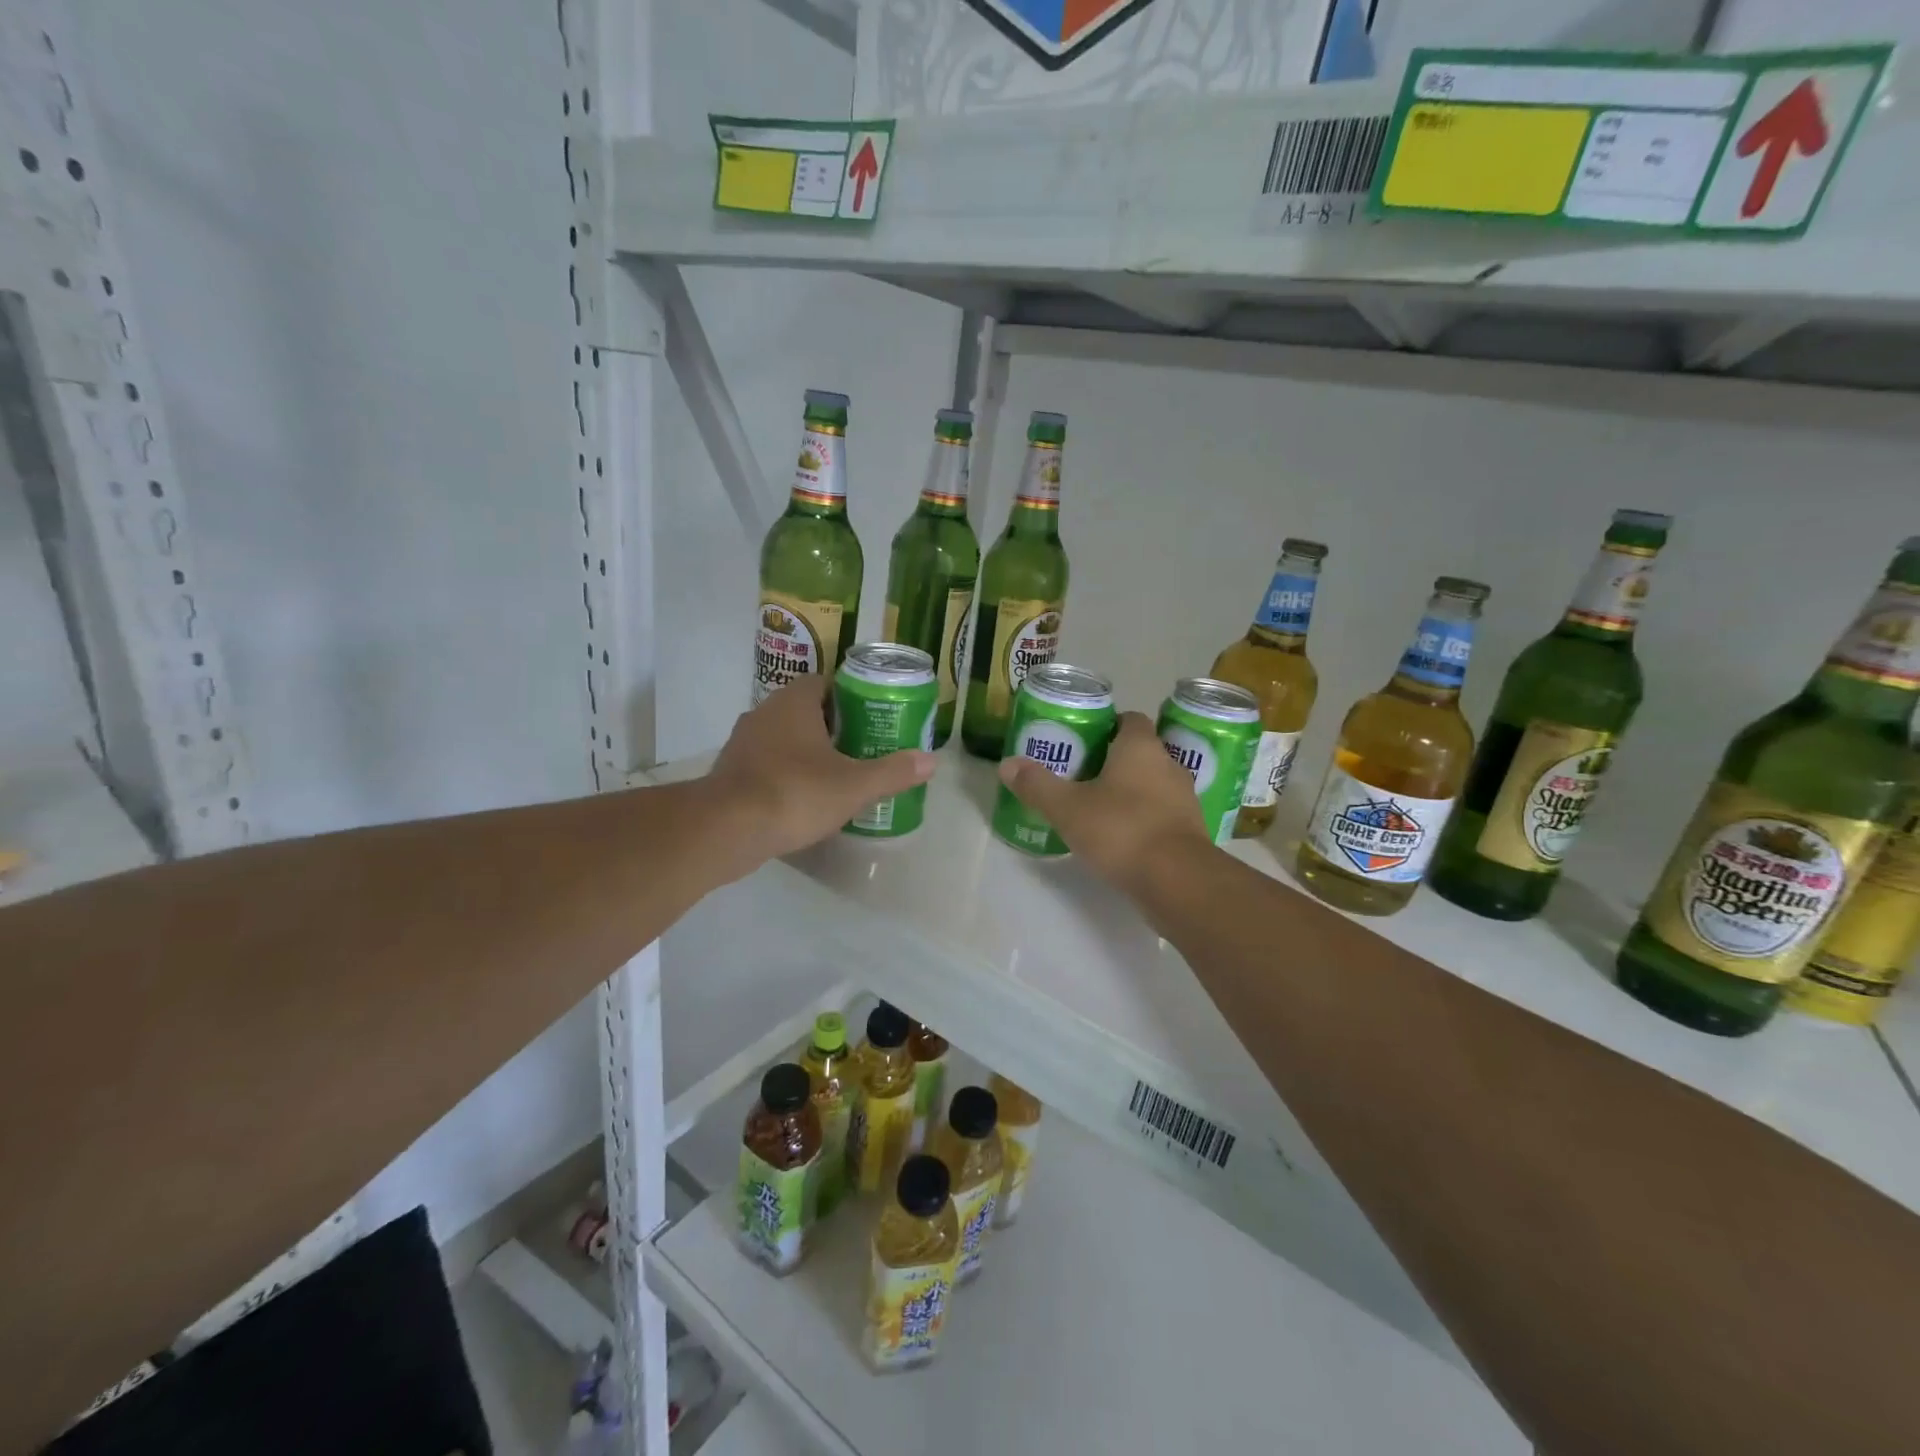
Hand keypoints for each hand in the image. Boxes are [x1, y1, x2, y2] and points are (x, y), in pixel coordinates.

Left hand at [706, 676, 935, 869]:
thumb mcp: (854, 785)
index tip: (870, 717)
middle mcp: (764, 712)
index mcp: (794, 702)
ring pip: (782, 737)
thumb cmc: (795, 793)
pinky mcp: (730, 771)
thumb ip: (893, 771)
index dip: (849, 696)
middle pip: (804, 709)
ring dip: (806, 750)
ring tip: (836, 773)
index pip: (824, 682)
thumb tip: (932, 761)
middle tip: (861, 747)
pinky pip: (766, 762)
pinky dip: (784, 772)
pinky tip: (802, 797)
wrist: (727, 829)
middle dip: (832, 725)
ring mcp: (743, 742)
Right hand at [997, 711, 1213, 897]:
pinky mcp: (1190, 830)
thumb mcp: (1068, 808)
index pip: (1129, 719)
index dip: (1106, 725)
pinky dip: (1144, 818)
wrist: (1178, 881)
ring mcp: (1184, 798)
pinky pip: (1162, 813)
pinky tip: (1121, 836)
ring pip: (1153, 783)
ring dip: (1130, 791)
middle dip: (1113, 760)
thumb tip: (1007, 764)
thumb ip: (1037, 785)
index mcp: (1140, 747)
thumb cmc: (1121, 830)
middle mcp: (1168, 764)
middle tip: (1080, 774)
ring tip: (1098, 807)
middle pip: (1140, 751)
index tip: (1082, 740)